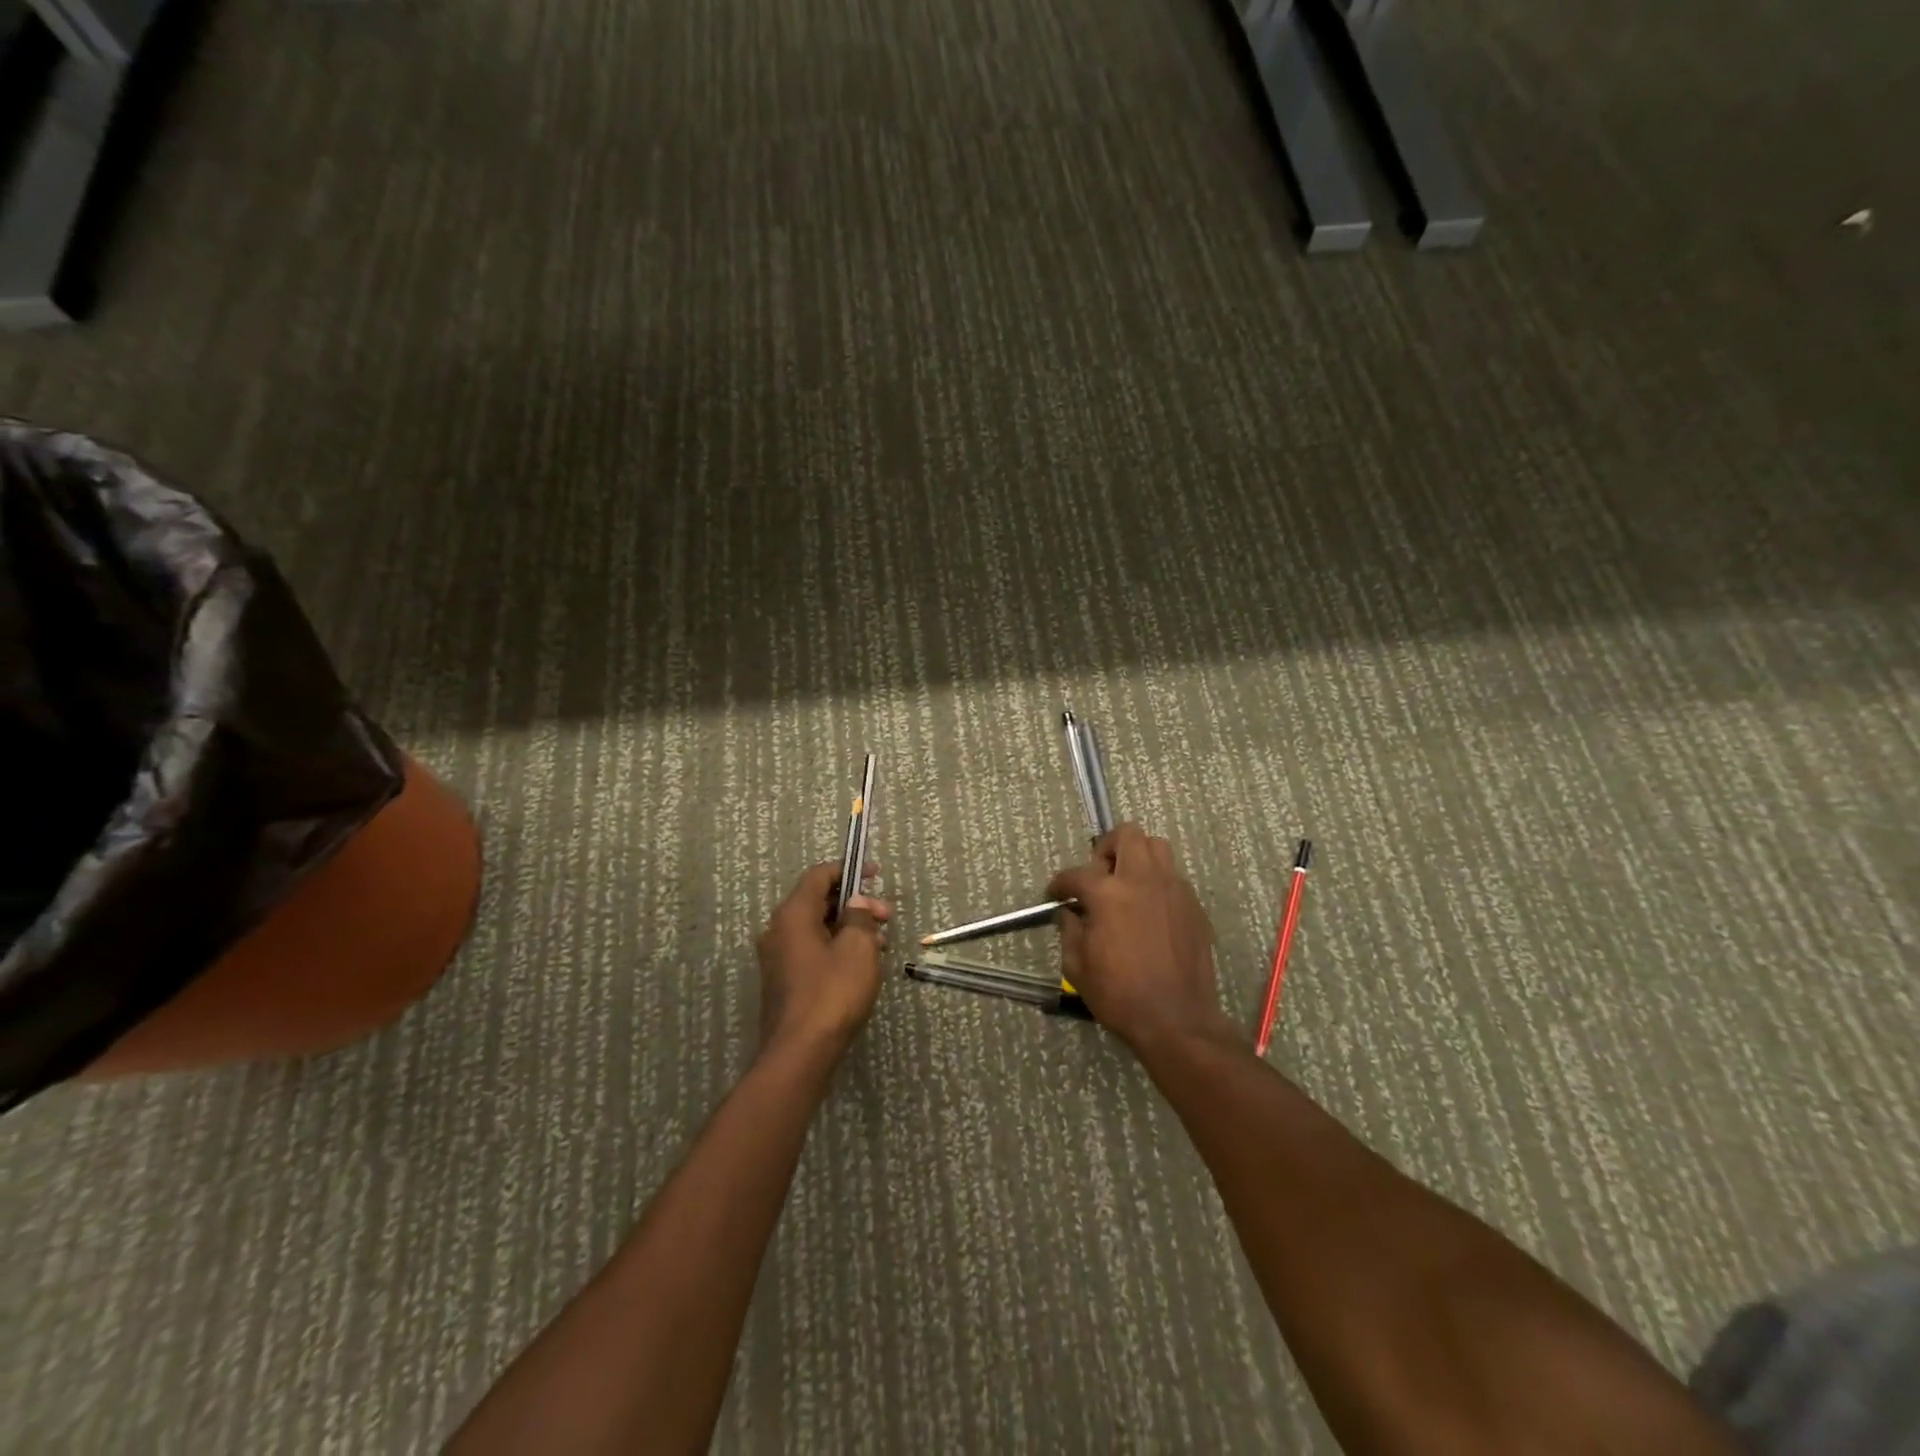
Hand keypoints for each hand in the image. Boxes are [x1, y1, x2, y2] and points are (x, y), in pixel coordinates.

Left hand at [755, 862, 891, 1054]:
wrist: (800, 1053)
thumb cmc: (832, 993)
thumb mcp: (858, 948)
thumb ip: (860, 917)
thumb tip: (856, 904)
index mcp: (793, 914)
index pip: (819, 875)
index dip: (849, 870)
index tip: (876, 875)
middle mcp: (778, 930)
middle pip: (819, 902)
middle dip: (855, 904)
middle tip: (886, 918)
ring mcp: (778, 958)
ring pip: (817, 928)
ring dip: (849, 929)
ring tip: (880, 945)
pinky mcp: (784, 981)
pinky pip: (812, 950)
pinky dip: (837, 948)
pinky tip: (862, 966)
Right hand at [1047, 824, 1231, 1051]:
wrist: (1177, 1020)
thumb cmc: (1120, 995)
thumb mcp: (1078, 967)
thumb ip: (1069, 931)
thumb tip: (1068, 913)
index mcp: (1108, 894)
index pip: (1077, 874)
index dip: (1060, 883)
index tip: (1055, 893)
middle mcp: (1142, 880)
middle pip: (1127, 835)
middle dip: (1106, 848)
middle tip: (1099, 875)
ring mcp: (1173, 889)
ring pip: (1156, 847)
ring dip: (1137, 857)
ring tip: (1126, 884)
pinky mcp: (1193, 906)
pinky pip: (1173, 876)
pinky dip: (1157, 882)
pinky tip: (1149, 910)